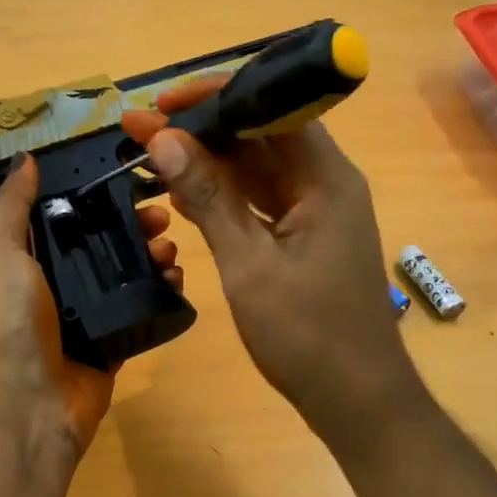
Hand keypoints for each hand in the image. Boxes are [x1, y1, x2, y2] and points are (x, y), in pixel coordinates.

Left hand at [0, 155, 181, 461]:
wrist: (25, 403)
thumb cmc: (5, 319)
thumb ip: (10, 206)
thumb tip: (26, 161)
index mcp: (20, 260)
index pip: (61, 216)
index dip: (91, 194)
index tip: (126, 176)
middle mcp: (51, 285)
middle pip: (98, 243)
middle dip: (130, 224)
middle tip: (162, 215)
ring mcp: (83, 317)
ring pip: (123, 275)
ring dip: (150, 256)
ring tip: (171, 249)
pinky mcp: (110, 344)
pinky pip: (139, 311)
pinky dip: (159, 294)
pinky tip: (177, 280)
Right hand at [123, 80, 426, 446]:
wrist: (355, 399)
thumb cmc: (307, 335)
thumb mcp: (249, 265)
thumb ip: (209, 200)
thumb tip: (164, 141)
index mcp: (326, 179)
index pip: (273, 108)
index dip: (216, 97)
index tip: (162, 103)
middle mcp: (326, 185)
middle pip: (262, 137)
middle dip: (203, 130)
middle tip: (141, 129)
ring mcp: (317, 214)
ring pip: (259, 171)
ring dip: (209, 164)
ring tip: (152, 155)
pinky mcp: (306, 241)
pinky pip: (261, 203)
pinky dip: (225, 198)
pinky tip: (185, 195)